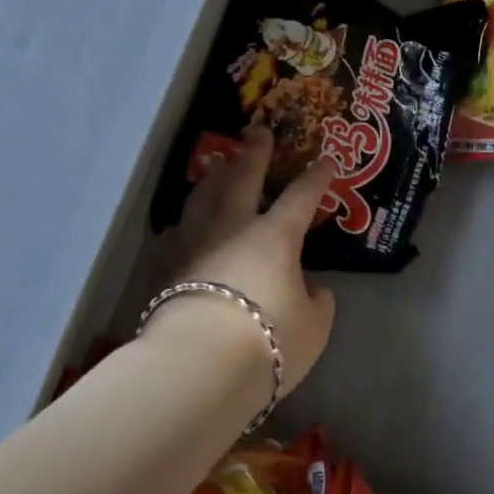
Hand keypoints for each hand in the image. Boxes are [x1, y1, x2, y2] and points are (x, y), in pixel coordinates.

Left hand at [156, 122, 337, 396]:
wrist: (199, 363)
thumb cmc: (267, 342)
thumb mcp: (313, 327)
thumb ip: (317, 301)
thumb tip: (311, 286)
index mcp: (275, 236)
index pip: (301, 196)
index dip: (316, 177)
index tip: (326, 159)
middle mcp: (233, 227)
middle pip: (243, 178)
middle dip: (254, 153)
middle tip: (257, 130)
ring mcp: (195, 242)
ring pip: (203, 197)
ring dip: (213, 177)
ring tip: (217, 165)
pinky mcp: (167, 266)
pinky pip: (177, 231)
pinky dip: (186, 221)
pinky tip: (184, 223)